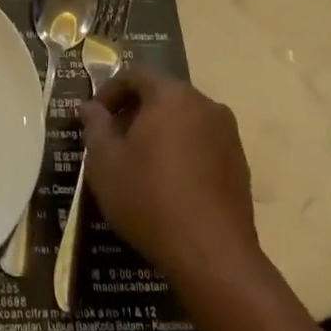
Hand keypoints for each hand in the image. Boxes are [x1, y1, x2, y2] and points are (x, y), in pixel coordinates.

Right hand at [80, 66, 261, 294]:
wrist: (213, 256)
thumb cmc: (149, 199)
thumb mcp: (105, 162)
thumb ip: (95, 126)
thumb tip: (90, 107)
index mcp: (171, 95)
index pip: (136, 74)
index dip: (110, 90)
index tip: (95, 118)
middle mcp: (205, 105)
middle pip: (162, 94)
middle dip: (134, 111)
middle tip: (113, 140)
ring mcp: (228, 135)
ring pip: (184, 119)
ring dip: (159, 131)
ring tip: (139, 163)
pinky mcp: (240, 164)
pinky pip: (202, 143)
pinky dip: (182, 150)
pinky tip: (168, 183)